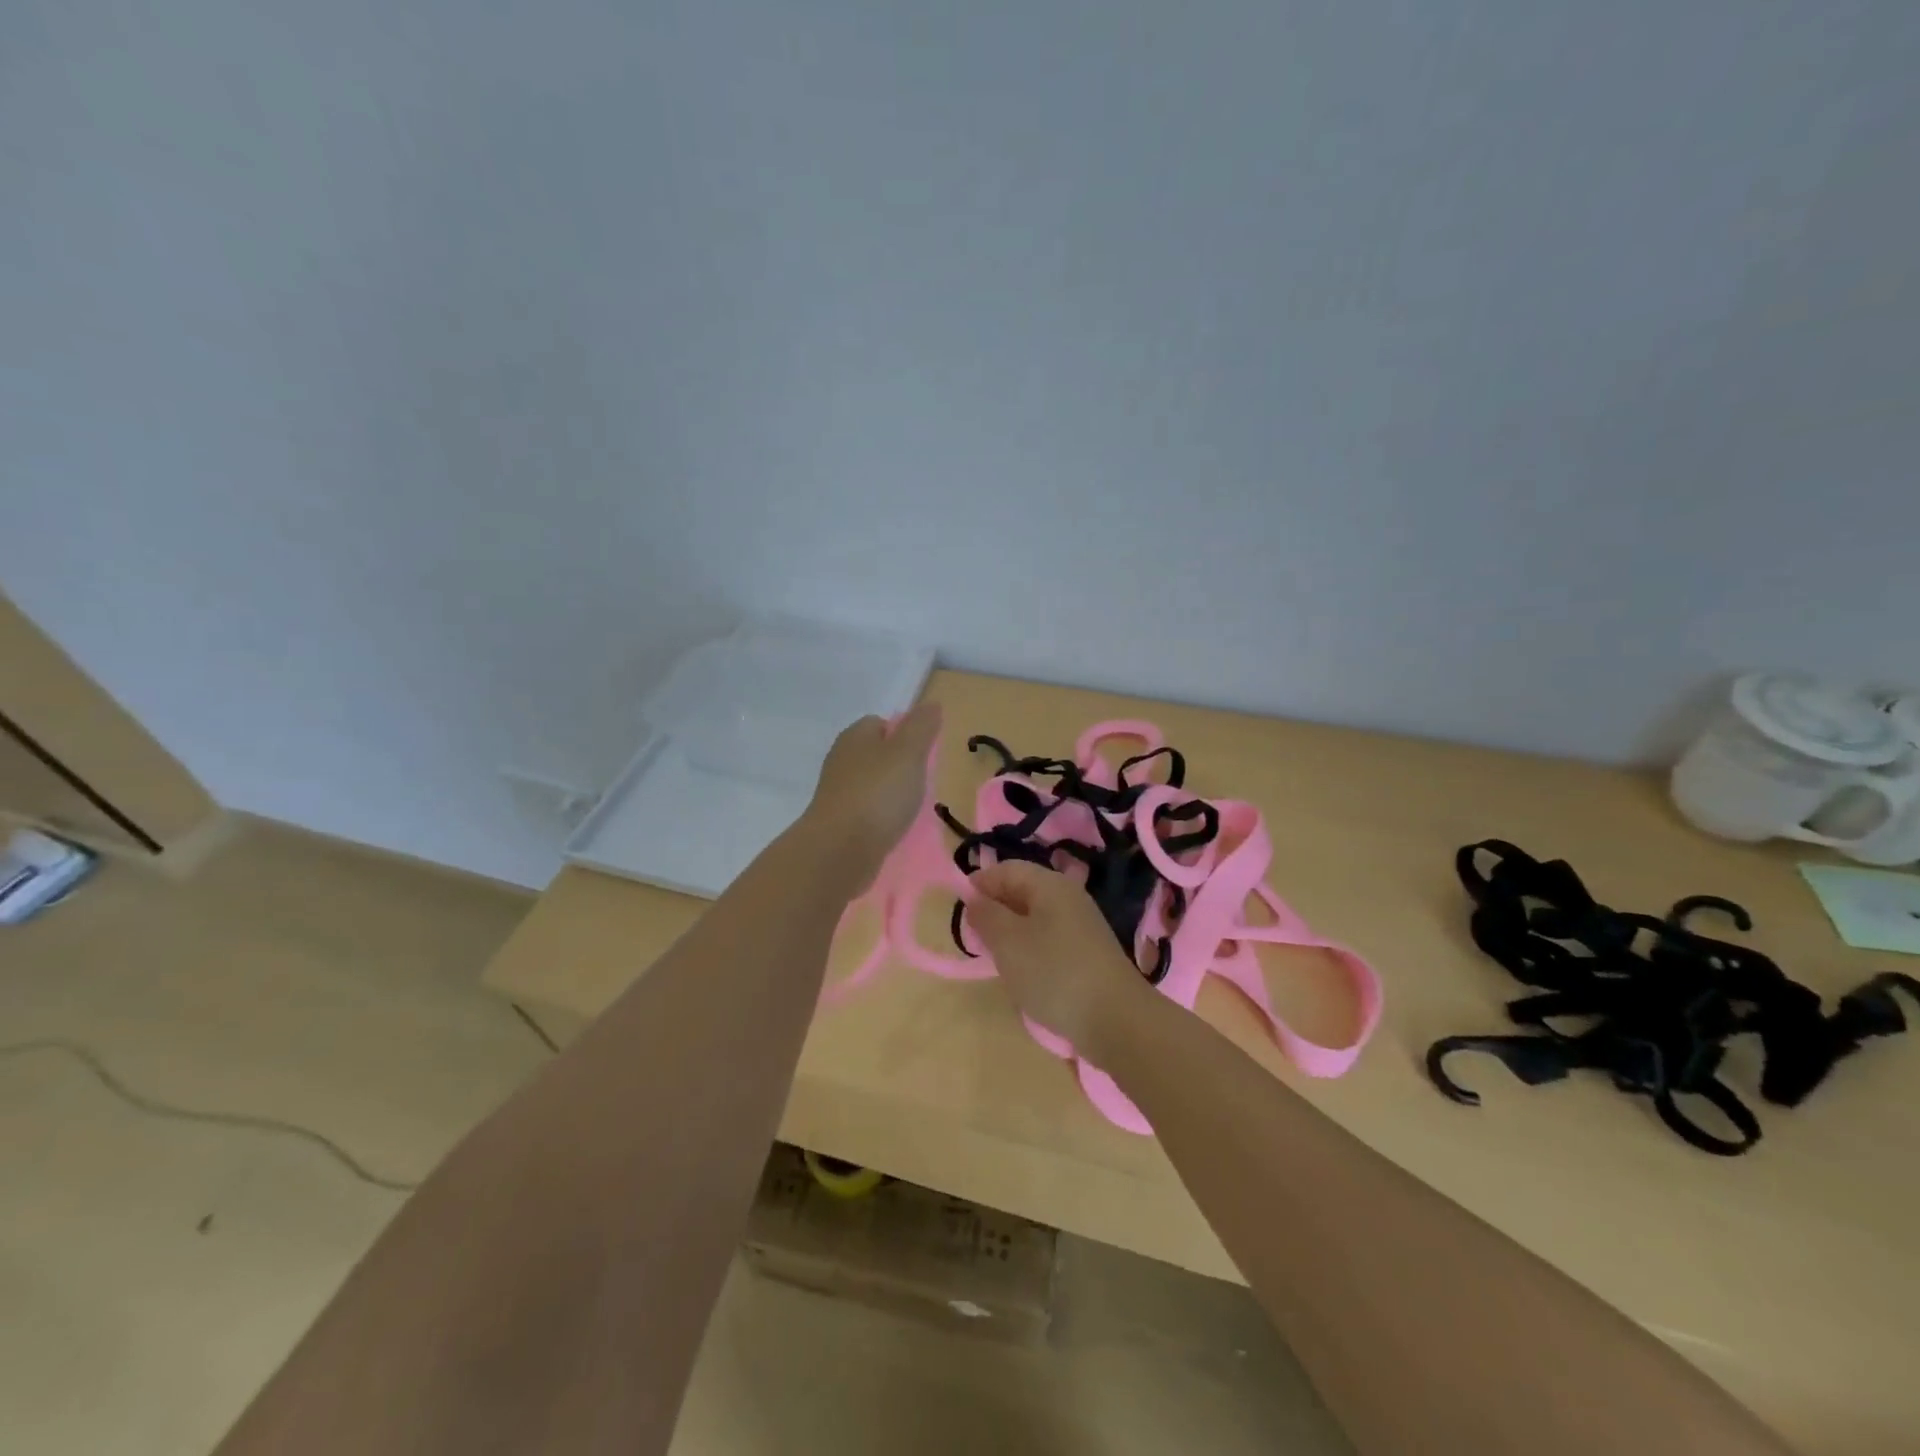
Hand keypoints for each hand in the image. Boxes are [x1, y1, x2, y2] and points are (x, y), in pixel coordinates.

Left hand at [802, 703, 942, 887]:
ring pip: (871, 784)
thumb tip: (931, 704)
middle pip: (876, 754)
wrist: (839, 850)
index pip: (881, 723)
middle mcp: (841, 760)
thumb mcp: (908, 753)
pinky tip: (893, 829)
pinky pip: (866, 812)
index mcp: (855, 736)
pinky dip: (880, 818)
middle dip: (899, 767)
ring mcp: (837, 792)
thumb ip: (921, 727)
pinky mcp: (838, 822)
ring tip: (910, 809)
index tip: (924, 754)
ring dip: (890, 794)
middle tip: (921, 783)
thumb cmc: (877, 794)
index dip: (905, 734)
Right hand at [968, 860, 1151, 1055]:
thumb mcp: (1008, 941)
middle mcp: (1068, 897)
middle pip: (1022, 891)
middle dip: (995, 909)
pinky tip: (1024, 974)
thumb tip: (974, 899)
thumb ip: (986, 915)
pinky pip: (1049, 940)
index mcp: (1050, 884)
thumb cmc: (1053, 972)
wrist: (1115, 1019)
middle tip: (974, 937)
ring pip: (1035, 918)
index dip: (980, 883)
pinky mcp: (1088, 953)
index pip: (1007, 869)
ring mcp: (1082, 926)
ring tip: (996, 958)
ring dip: (1011, 933)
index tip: (959, 909)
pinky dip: (1030, 951)